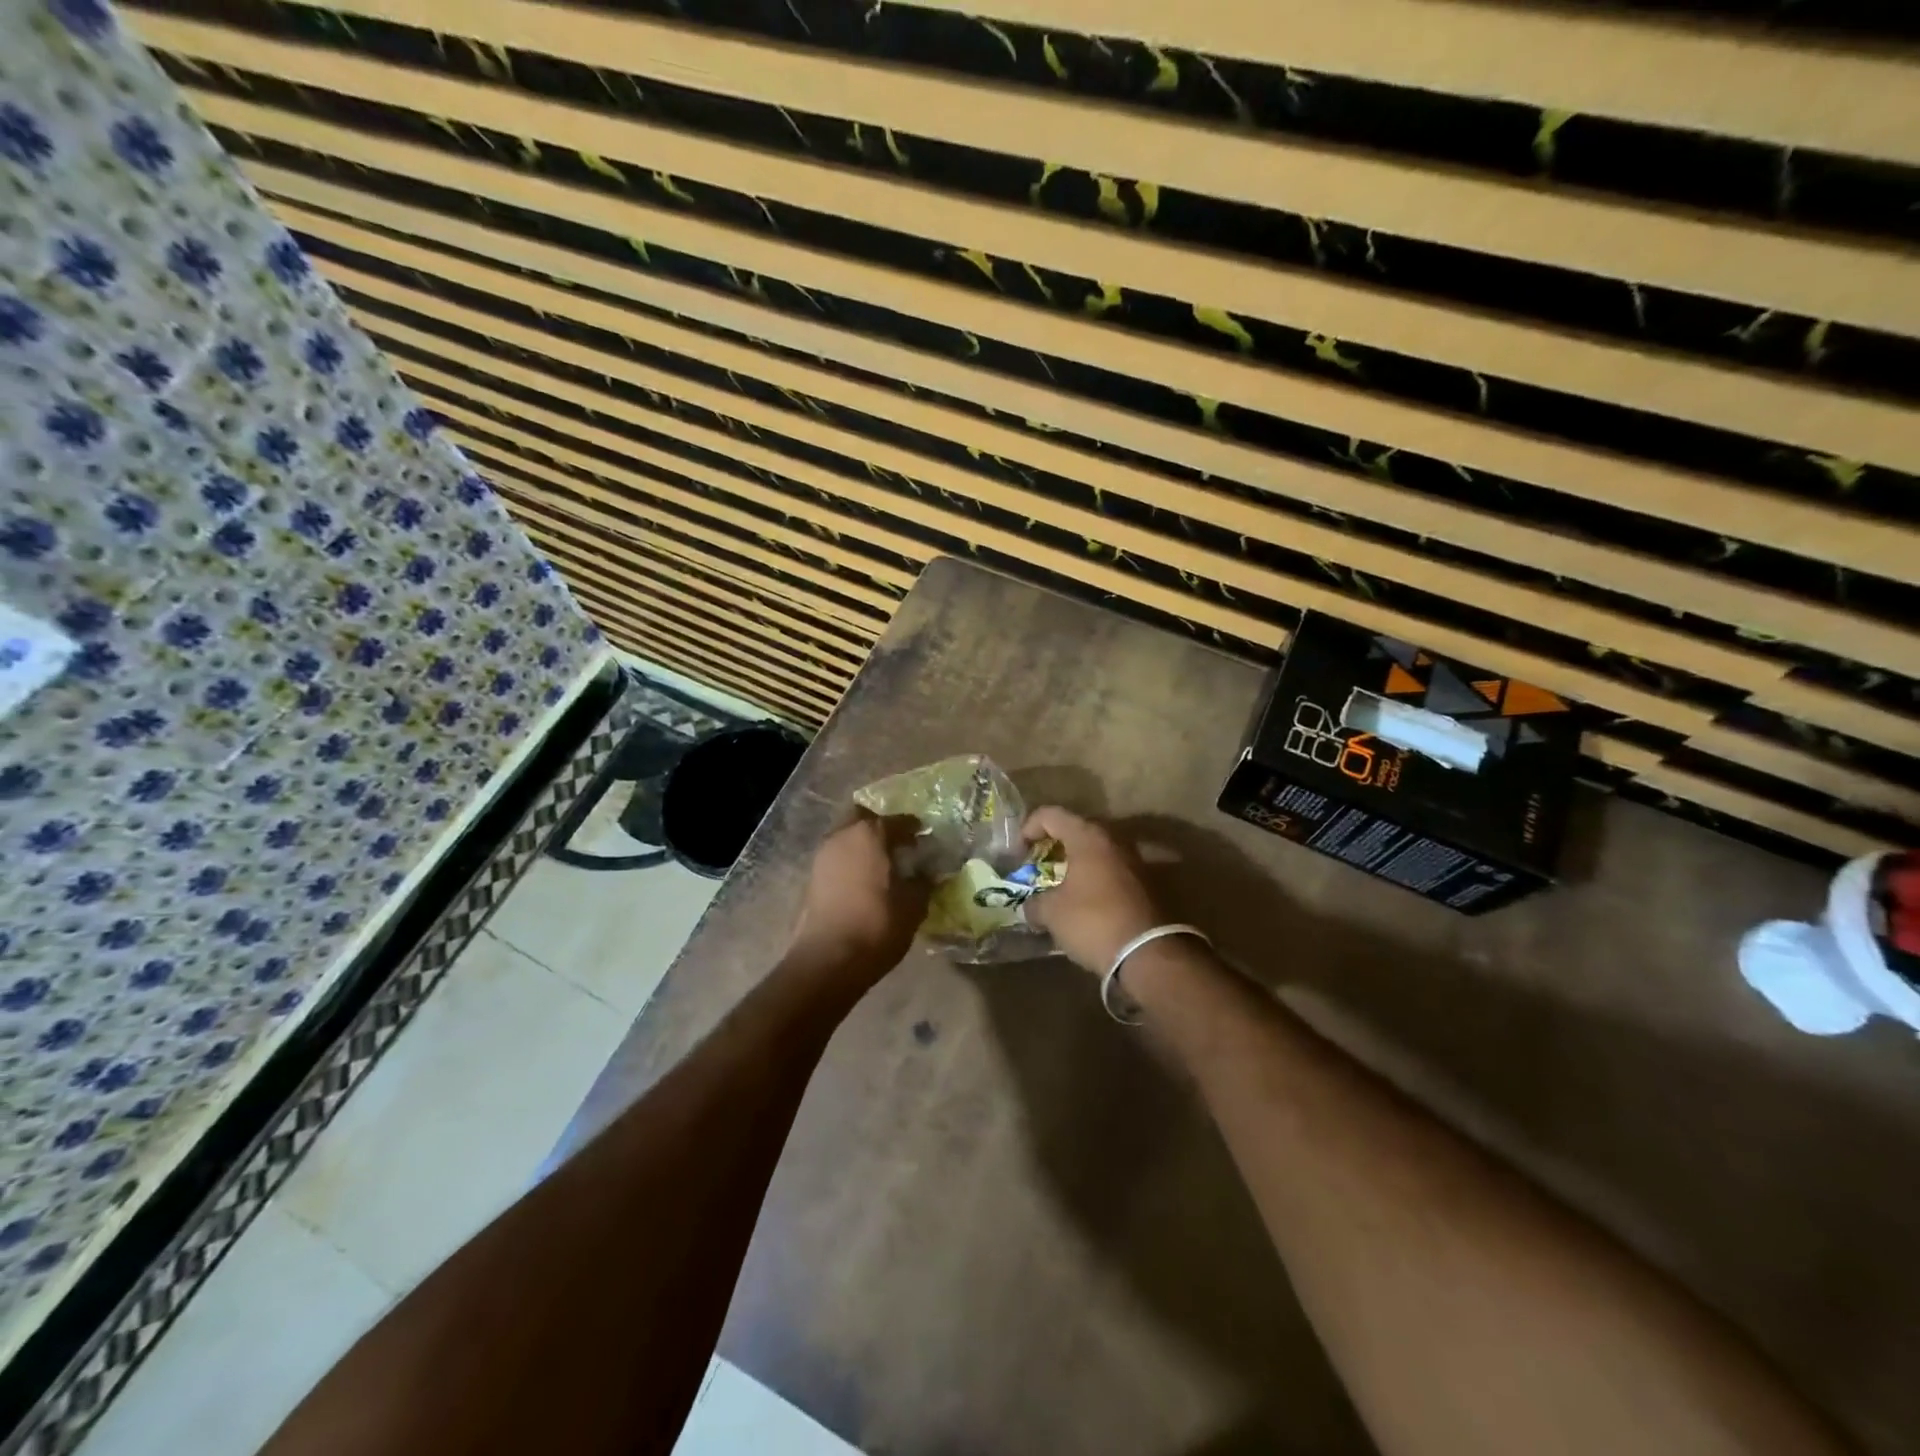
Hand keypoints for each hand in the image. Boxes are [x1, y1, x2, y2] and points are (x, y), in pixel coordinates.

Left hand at [785, 810, 928, 984]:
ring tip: (882, 866)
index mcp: (871, 834)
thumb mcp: (914, 905)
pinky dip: (850, 862)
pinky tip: (864, 882)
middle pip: (863, 818)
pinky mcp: (812, 877)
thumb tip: (927, 872)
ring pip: (846, 836)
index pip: (898, 820)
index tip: (925, 838)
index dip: (914, 828)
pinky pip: (836, 858)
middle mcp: (842, 835)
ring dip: (863, 845)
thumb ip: (923, 882)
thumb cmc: (877, 925)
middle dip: (881, 827)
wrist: (828, 960)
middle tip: (899, 846)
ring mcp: (822, 855)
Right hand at [1020, 806, 1163, 974]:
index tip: (1018, 855)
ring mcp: (1134, 860)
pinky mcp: (1146, 883)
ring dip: (1076, 863)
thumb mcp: (1052, 913)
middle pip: (1076, 830)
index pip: (1050, 815)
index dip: (1028, 829)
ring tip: (1059, 886)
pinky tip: (1084, 901)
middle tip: (1037, 866)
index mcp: (1088, 837)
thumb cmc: (1093, 921)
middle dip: (1053, 845)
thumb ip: (1035, 903)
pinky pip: (1111, 870)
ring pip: (1096, 851)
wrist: (1148, 953)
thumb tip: (1032, 907)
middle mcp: (1114, 840)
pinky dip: (1094, 879)